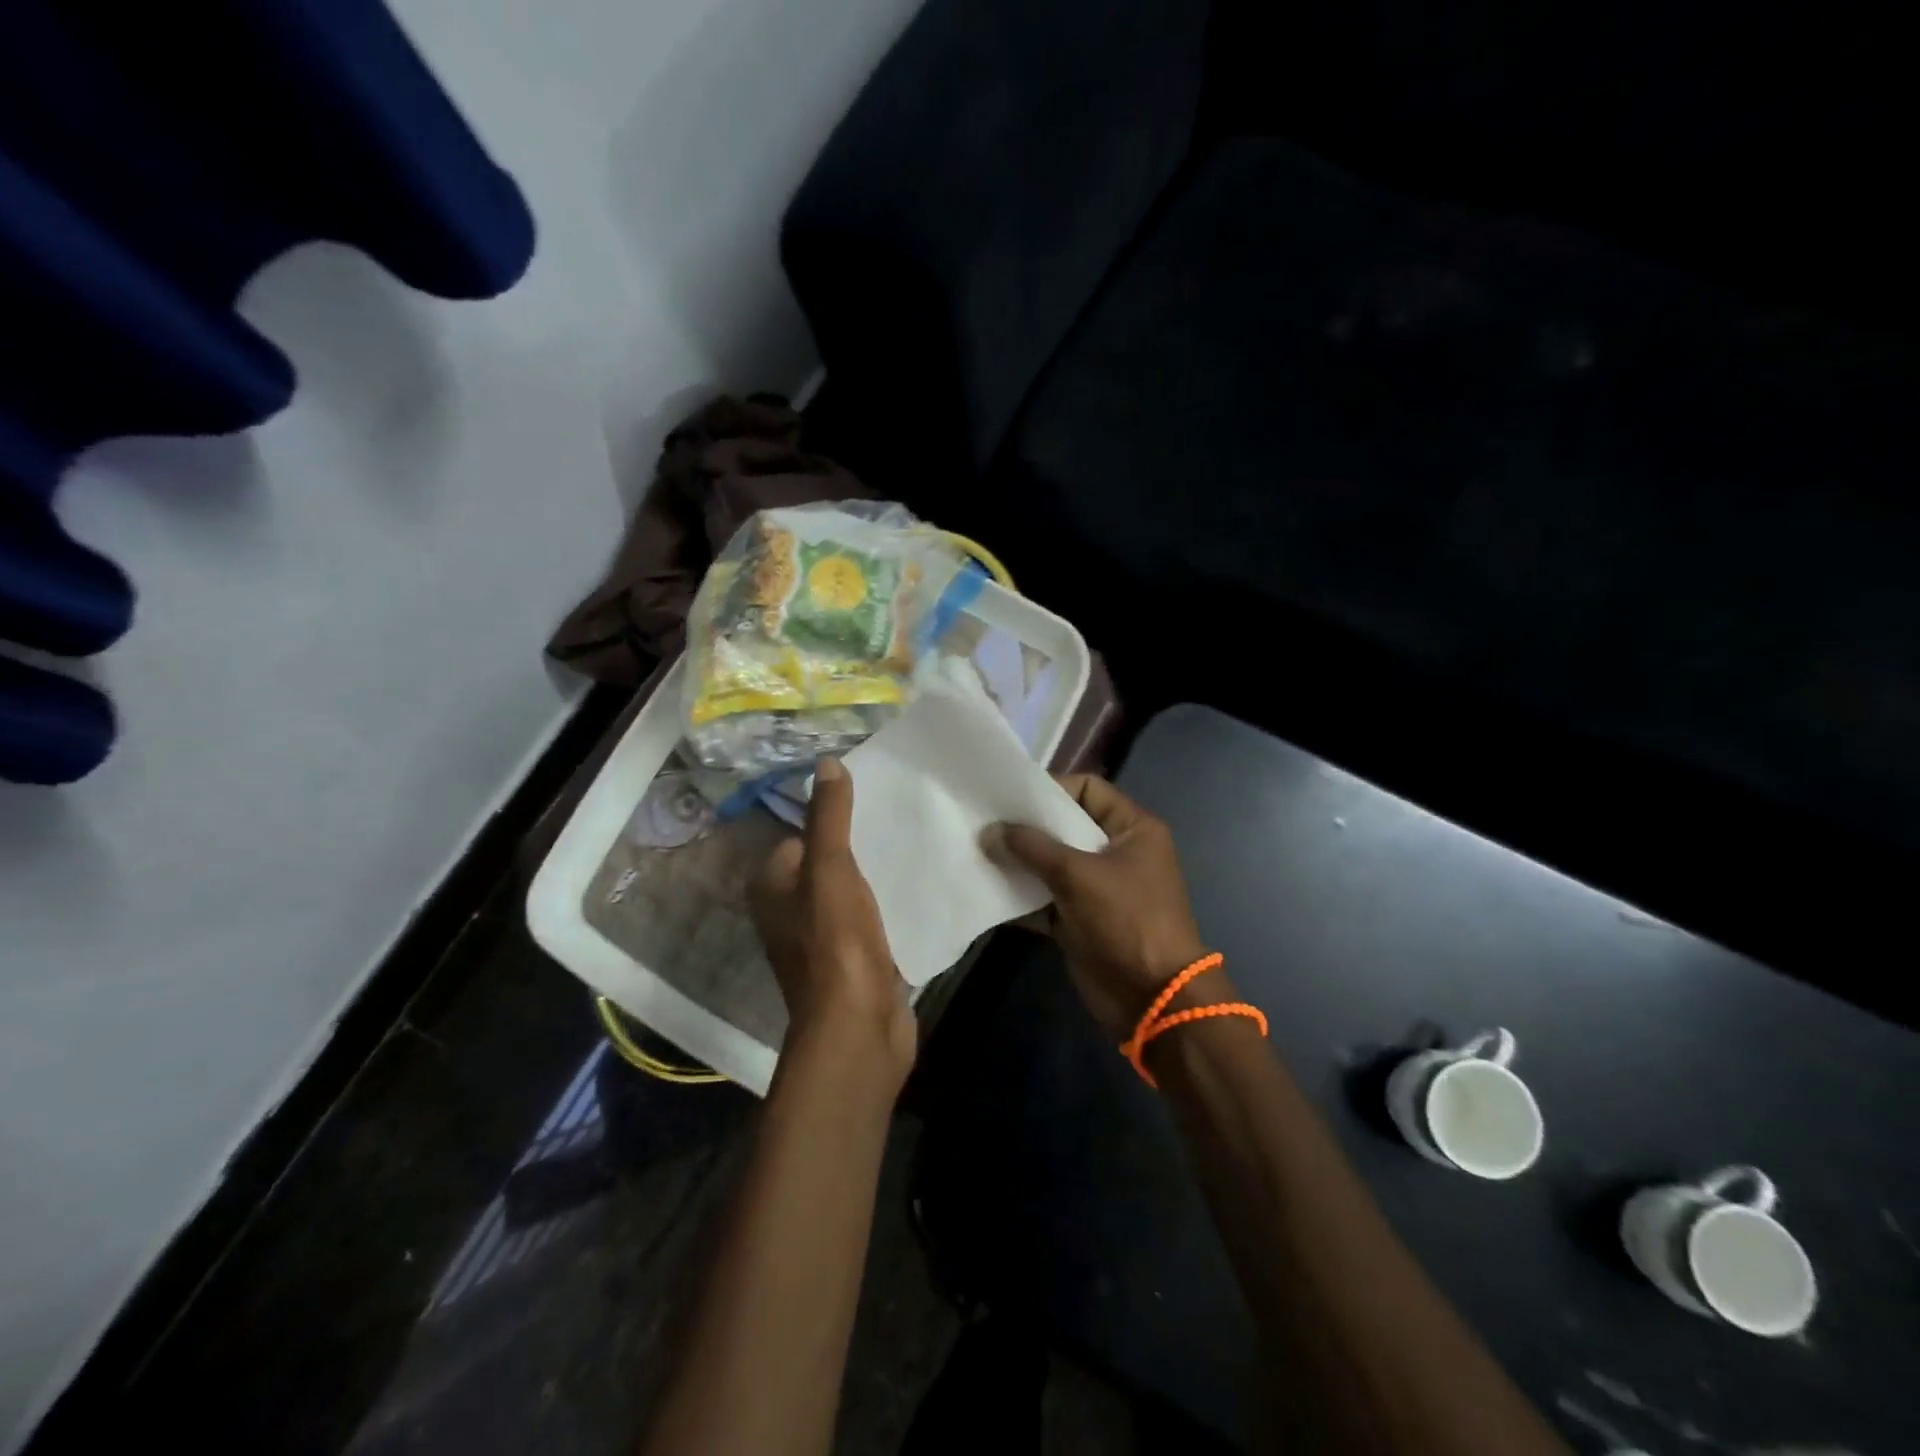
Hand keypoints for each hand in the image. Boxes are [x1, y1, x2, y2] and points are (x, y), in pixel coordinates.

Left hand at [750, 757, 915, 1089]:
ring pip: (852, 890)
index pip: (799, 836)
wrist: (859, 1026)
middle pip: (827, 862)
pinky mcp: (855, 959)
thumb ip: (829, 816)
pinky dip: (890, 903)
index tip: (869, 799)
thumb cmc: (835, 942)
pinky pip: (871, 917)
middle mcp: (791, 912)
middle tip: (898, 817)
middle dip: (859, 843)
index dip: (831, 817)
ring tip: (914, 842)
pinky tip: (920, 885)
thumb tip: (827, 763)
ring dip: (877, 873)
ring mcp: (824, 939)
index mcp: (773, 888)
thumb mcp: (830, 868)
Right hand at [987, 775, 1220, 1041]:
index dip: (1052, 787)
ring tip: (978, 850)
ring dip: (1019, 861)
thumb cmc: (1126, 920)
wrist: (1152, 998)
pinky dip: (1021, 895)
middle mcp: (1116, 852)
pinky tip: (986, 889)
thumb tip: (989, 831)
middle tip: (983, 820)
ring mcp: (1098, 887)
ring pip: (1052, 863)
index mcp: (1132, 829)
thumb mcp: (1078, 875)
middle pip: (1066, 826)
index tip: (1009, 794)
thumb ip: (1032, 848)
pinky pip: (1045, 898)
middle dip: (1026, 826)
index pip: (1089, 789)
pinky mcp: (1080, 919)